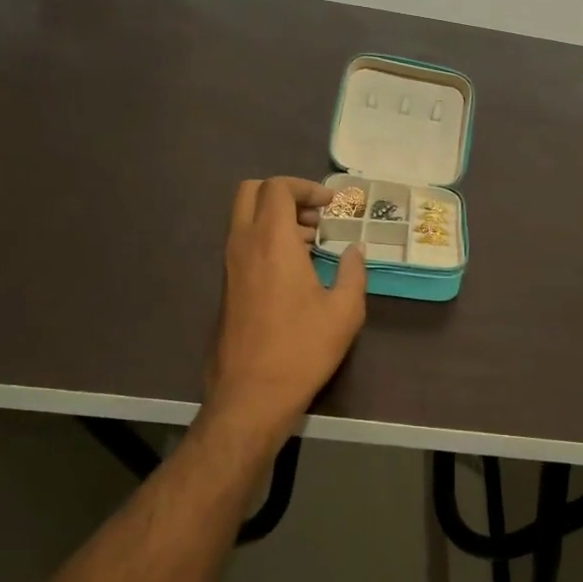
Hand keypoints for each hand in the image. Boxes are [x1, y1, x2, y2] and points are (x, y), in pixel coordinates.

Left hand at [203, 177, 367, 435]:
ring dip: (276, 218)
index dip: (306, 187)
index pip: (278, 187)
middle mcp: (243, 244)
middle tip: (316, 216)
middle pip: (251, 192)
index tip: (332, 204)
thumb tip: (355, 250)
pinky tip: (297, 269)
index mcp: (272, 240)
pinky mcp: (227, 287)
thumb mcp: (344, 310)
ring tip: (314, 243)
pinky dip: (267, 240)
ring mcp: (230, 266)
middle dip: (285, 194)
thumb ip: (352, 272)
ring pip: (245, 218)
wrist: (252, 394)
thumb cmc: (302, 348)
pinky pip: (244, 243)